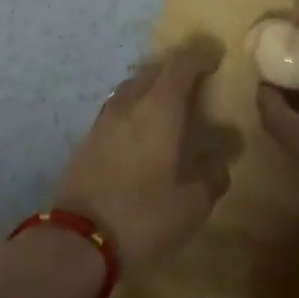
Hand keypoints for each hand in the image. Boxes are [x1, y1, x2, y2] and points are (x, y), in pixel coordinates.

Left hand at [53, 43, 231, 271]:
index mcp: (159, 108)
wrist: (77, 241)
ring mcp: (104, 120)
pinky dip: (135, 111)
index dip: (200, 56)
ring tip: (169, 111)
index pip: (180, 63)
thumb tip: (222, 160)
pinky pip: (118, 110)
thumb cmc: (143, 216)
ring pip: (132, 88)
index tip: (216, 60)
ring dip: (153, 90)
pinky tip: (142, 136)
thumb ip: (212, 176)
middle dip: (177, 71)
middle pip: (154, 70)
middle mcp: (130, 103)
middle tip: (197, 87)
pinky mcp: (88, 139)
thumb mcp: (191, 204)